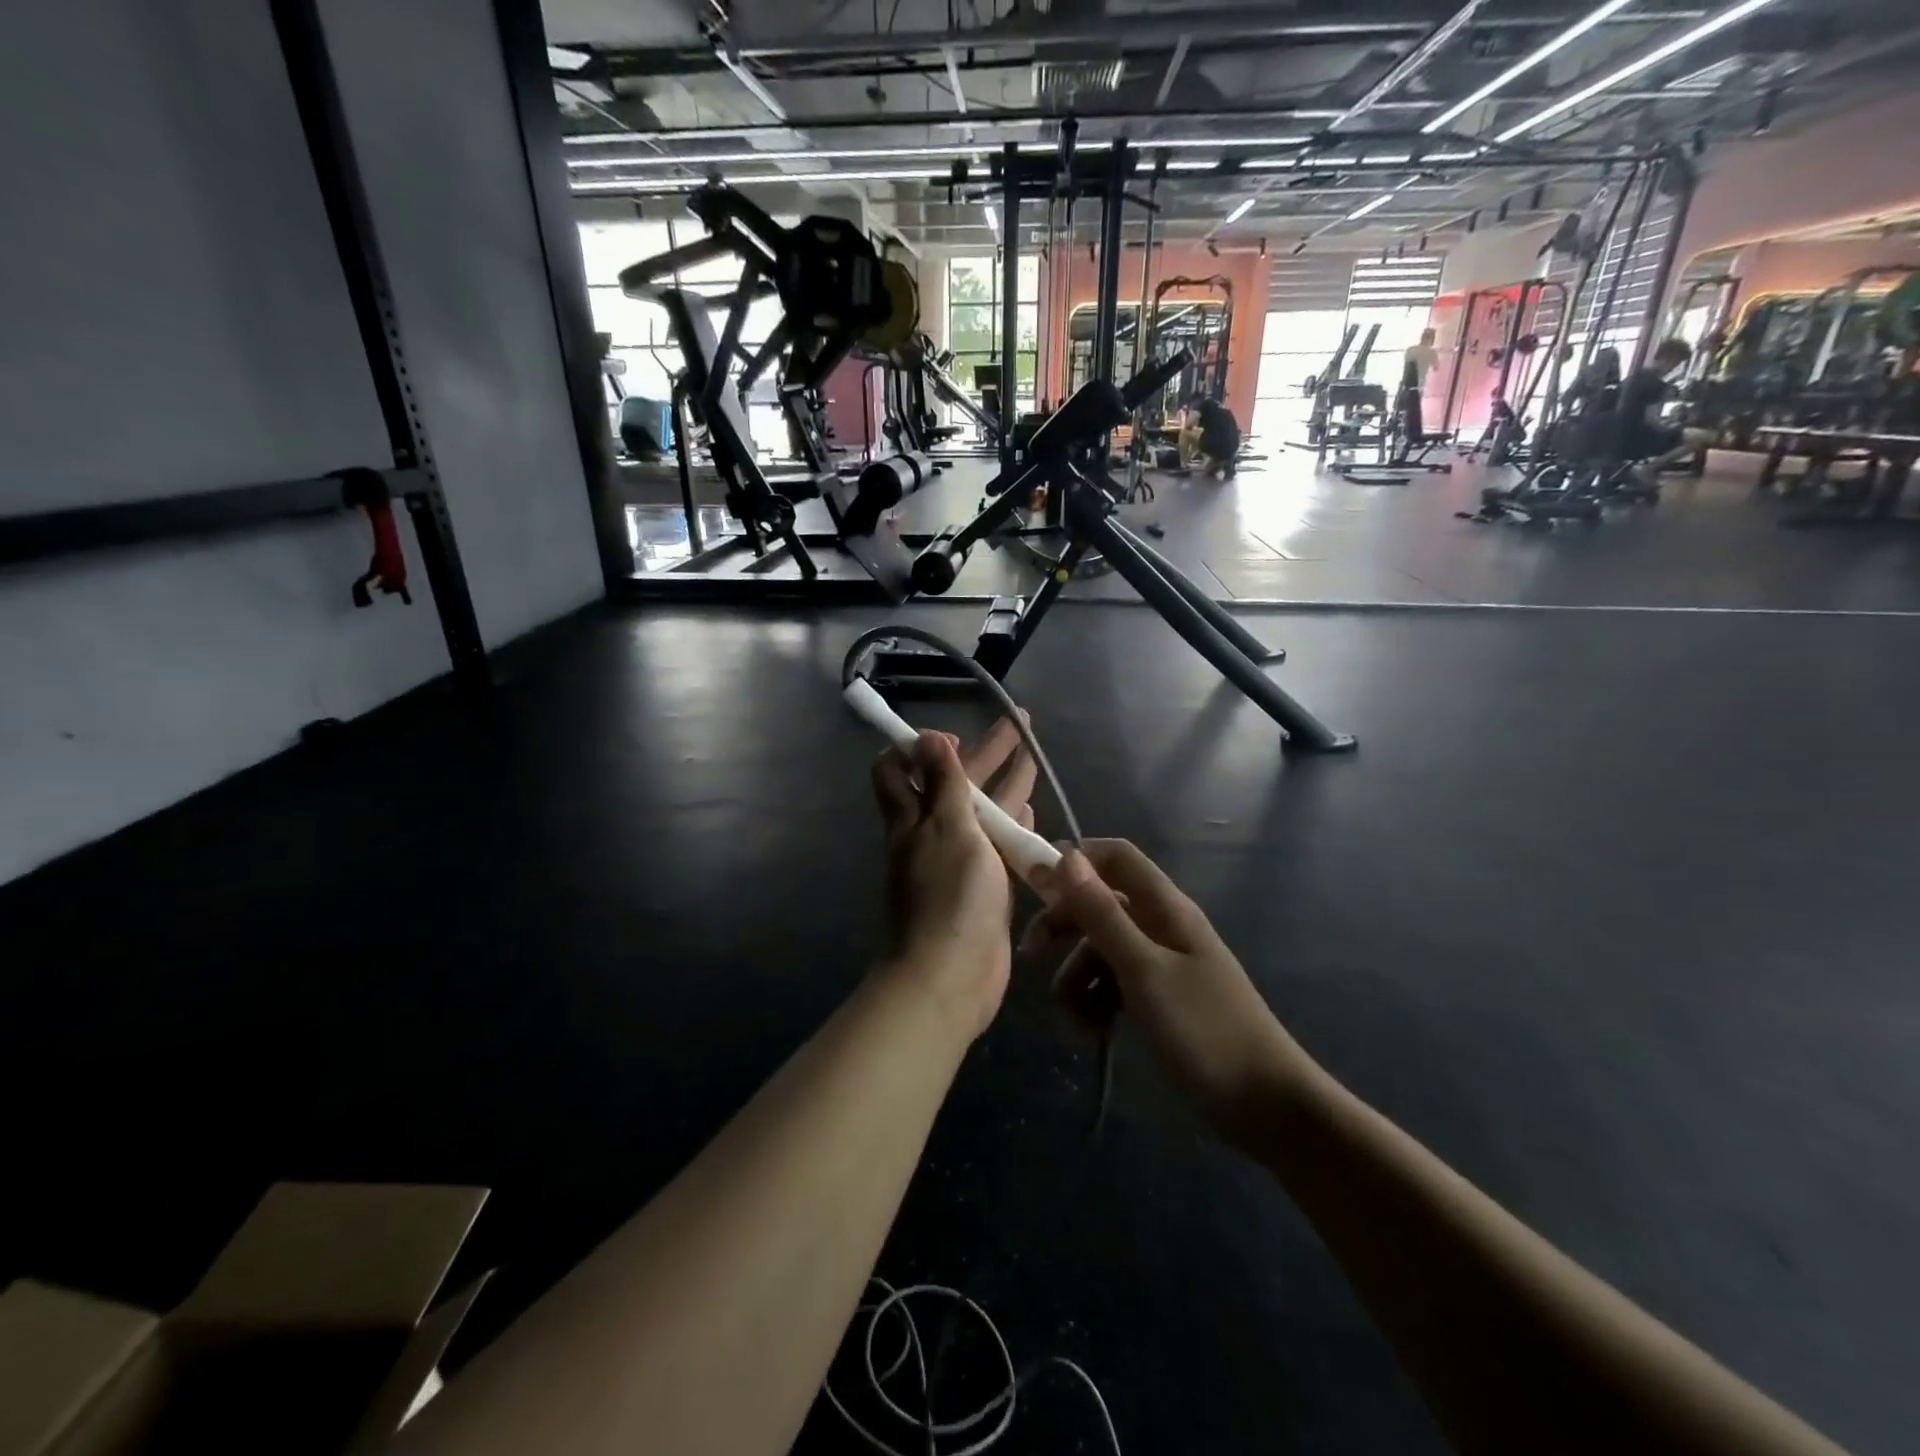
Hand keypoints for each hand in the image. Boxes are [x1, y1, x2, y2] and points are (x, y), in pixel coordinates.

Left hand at [871, 718, 1037, 1038]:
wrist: (951, 977)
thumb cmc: (949, 896)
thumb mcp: (946, 828)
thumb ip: (943, 783)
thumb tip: (926, 737)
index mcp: (912, 818)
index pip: (898, 768)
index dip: (921, 746)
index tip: (955, 736)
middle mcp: (929, 834)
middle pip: (956, 782)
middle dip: (987, 751)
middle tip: (1020, 722)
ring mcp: (957, 861)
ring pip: (981, 811)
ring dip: (1004, 784)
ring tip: (1032, 758)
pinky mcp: (981, 887)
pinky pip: (996, 845)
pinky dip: (1011, 825)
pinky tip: (1030, 813)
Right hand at [1023, 841, 1310, 1144]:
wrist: (1265, 1105)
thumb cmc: (1205, 1030)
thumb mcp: (1144, 970)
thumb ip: (1103, 914)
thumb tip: (1066, 857)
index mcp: (1164, 908)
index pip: (1115, 857)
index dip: (1075, 861)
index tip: (1034, 885)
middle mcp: (1160, 926)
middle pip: (1099, 903)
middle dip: (1063, 925)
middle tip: (1031, 955)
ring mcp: (1159, 964)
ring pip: (1100, 949)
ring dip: (1077, 977)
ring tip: (1076, 1021)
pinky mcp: (1157, 999)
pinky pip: (1113, 984)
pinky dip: (1096, 1002)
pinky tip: (1094, 1032)